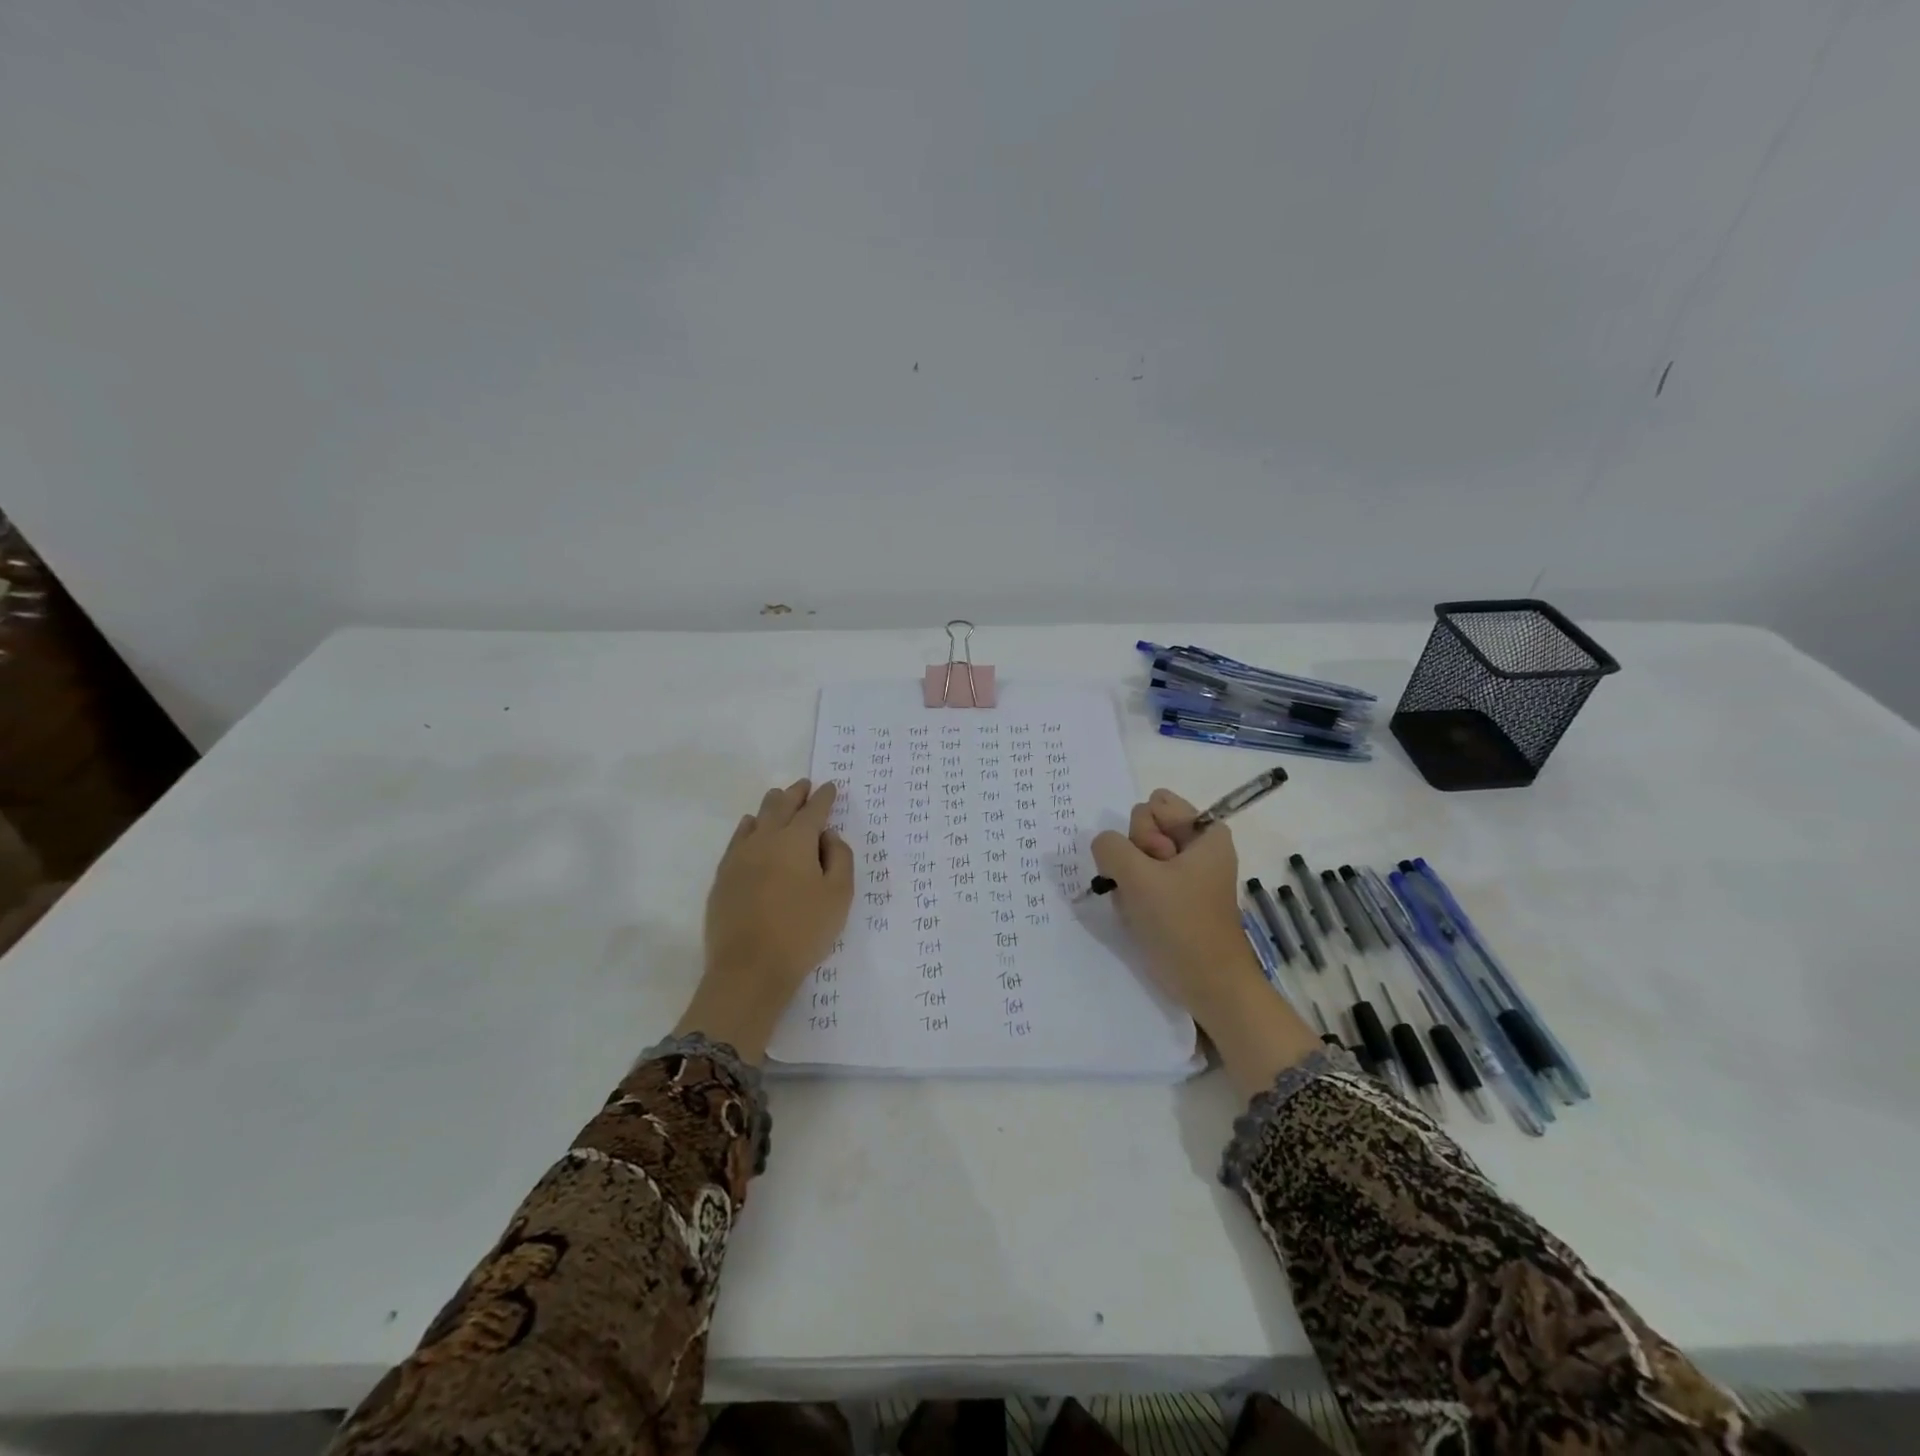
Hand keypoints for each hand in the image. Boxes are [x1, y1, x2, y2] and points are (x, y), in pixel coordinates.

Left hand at [675, 779, 853, 1061]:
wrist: (750, 968)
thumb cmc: (803, 931)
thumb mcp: (839, 895)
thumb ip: (840, 858)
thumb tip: (828, 836)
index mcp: (797, 840)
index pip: (814, 809)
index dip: (824, 796)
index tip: (830, 787)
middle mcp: (766, 839)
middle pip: (781, 806)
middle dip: (795, 793)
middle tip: (804, 785)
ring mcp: (740, 856)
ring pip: (757, 818)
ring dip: (772, 806)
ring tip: (779, 799)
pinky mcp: (723, 875)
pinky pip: (738, 839)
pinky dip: (748, 827)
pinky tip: (750, 827)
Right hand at [1091, 788, 1319, 1097]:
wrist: (1208, 984)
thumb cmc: (1182, 925)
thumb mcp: (1139, 877)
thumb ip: (1111, 847)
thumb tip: (1104, 846)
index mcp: (1205, 832)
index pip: (1154, 804)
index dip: (1146, 832)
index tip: (1157, 863)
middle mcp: (1197, 846)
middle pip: (1143, 826)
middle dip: (1136, 855)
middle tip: (1150, 887)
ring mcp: (1185, 872)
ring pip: (1136, 855)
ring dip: (1131, 879)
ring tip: (1145, 906)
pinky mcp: (1175, 896)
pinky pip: (1140, 878)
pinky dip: (1135, 894)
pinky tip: (1141, 916)